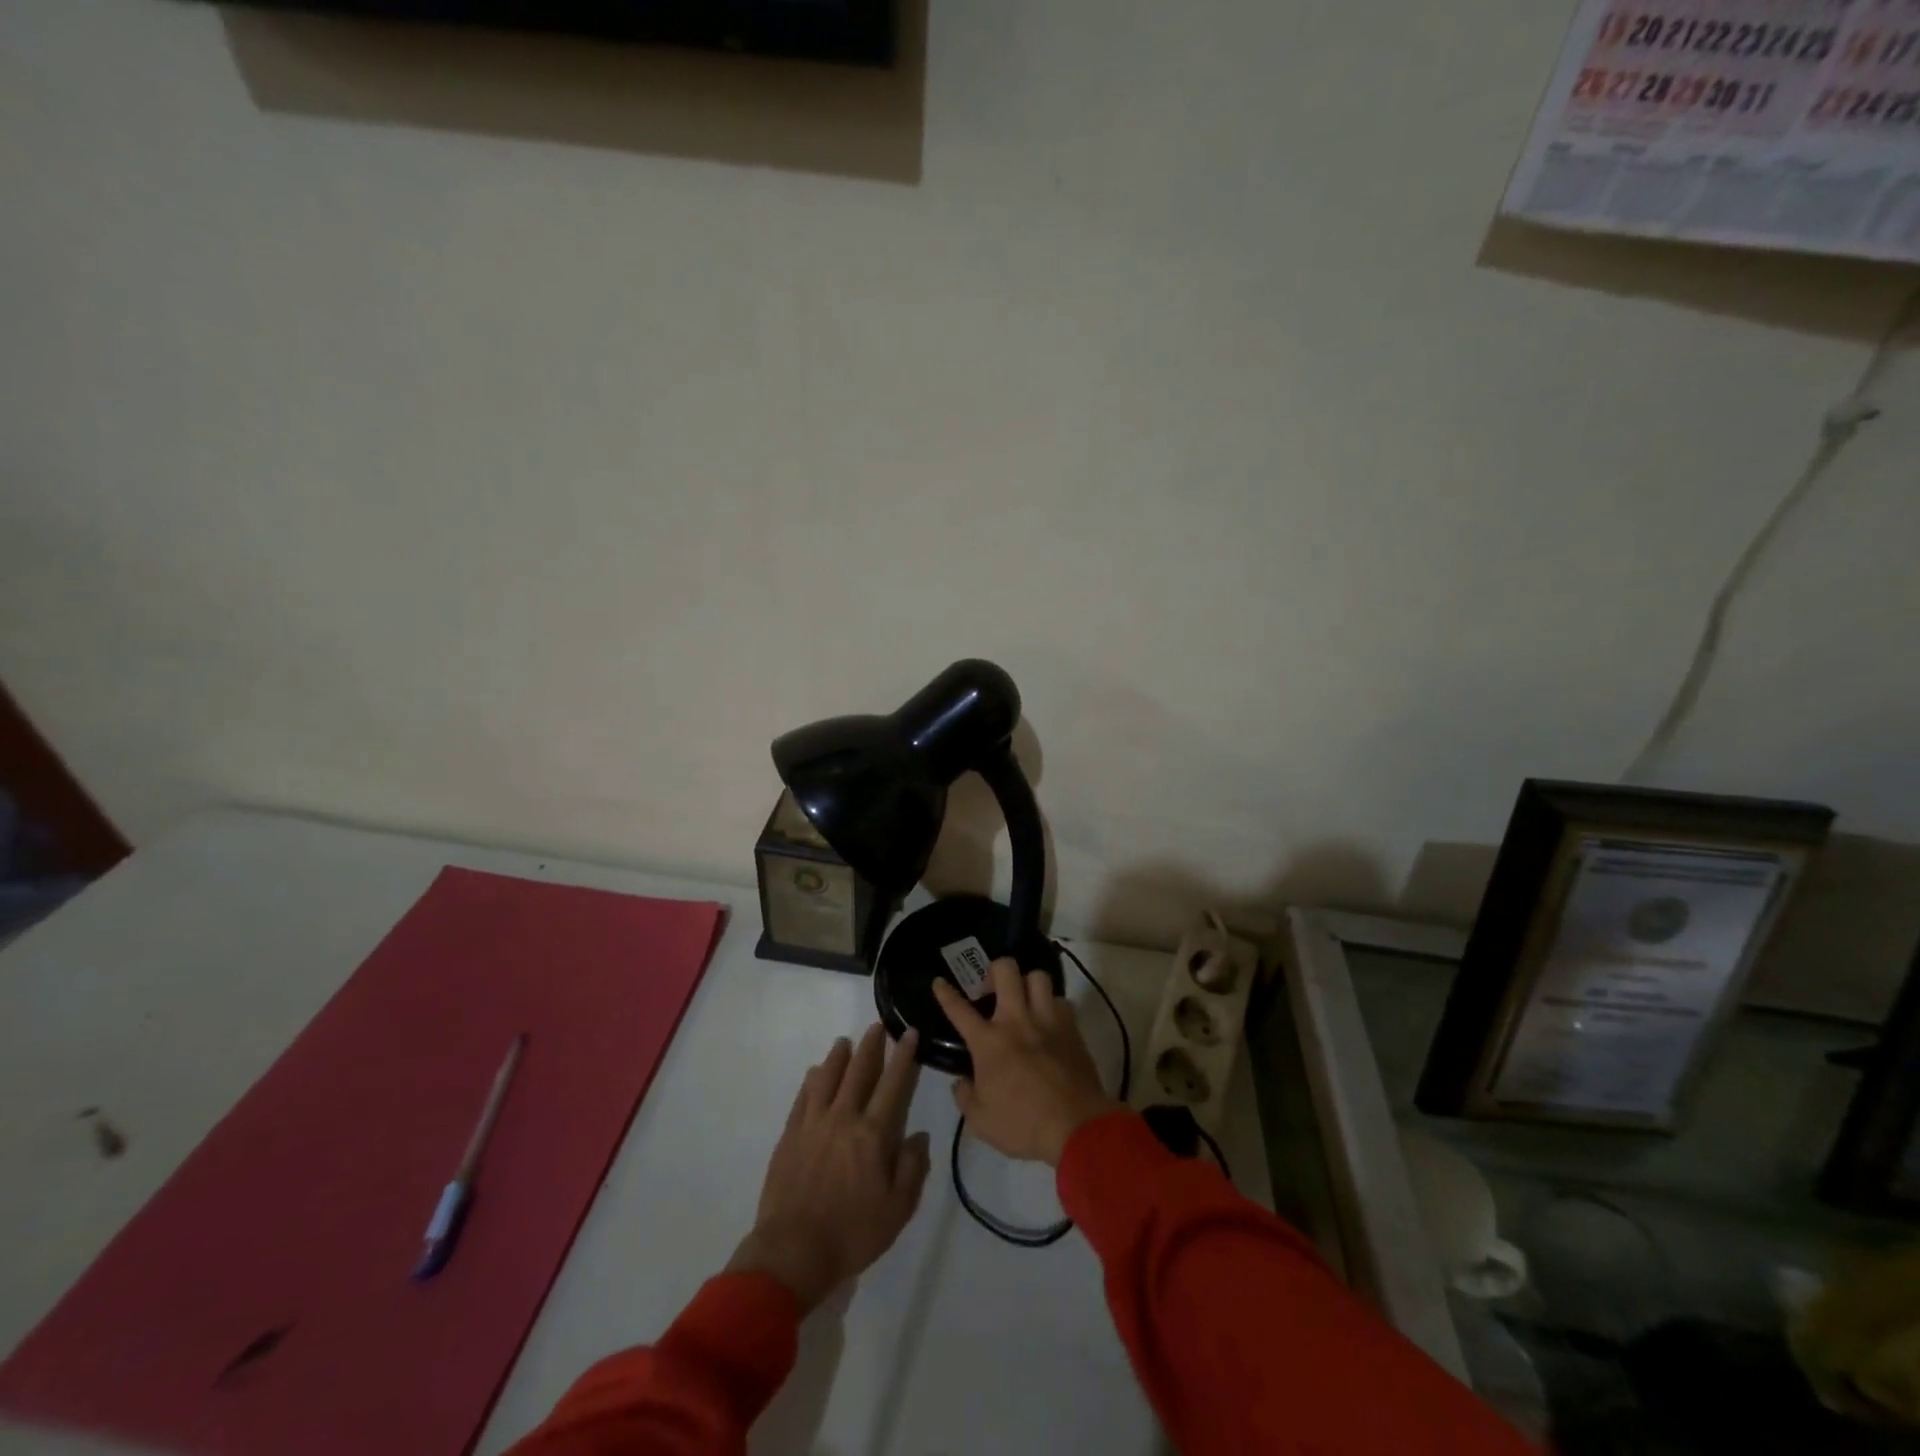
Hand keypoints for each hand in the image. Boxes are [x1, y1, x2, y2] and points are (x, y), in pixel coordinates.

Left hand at [728, 1024, 931, 1310]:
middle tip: (877, 1026)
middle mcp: (843, 1118)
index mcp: (873, 1134)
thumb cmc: (852, 1234)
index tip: (910, 1033)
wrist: (793, 1253)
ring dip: (838, 1057)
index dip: (904, 1056)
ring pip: (827, 1077)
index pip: (893, 1084)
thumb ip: (912, 1169)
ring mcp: (813, 1124)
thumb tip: (919, 1135)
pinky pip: (802, 1097)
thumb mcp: (897, 1210)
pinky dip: (811, 1081)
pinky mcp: (790, 1135)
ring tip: (845, 1042)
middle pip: (858, 1071)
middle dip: (871, 1046)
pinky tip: (814, 1074)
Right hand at [933, 958, 1118, 1166]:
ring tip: (1024, 999)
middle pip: (1006, 970)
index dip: (946, 993)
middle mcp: (1017, 1020)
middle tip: (992, 988)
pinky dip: (1053, 1006)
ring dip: (1028, 983)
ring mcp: (1047, 1020)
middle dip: (995, 970)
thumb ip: (965, 1097)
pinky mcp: (1071, 1028)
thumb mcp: (981, 1121)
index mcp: (989, 1041)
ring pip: (1038, 977)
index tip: (939, 982)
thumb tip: (962, 1082)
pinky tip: (1049, 1021)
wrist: (1076, 1126)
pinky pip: (1061, 1001)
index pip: (960, 1009)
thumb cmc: (1023, 1125)